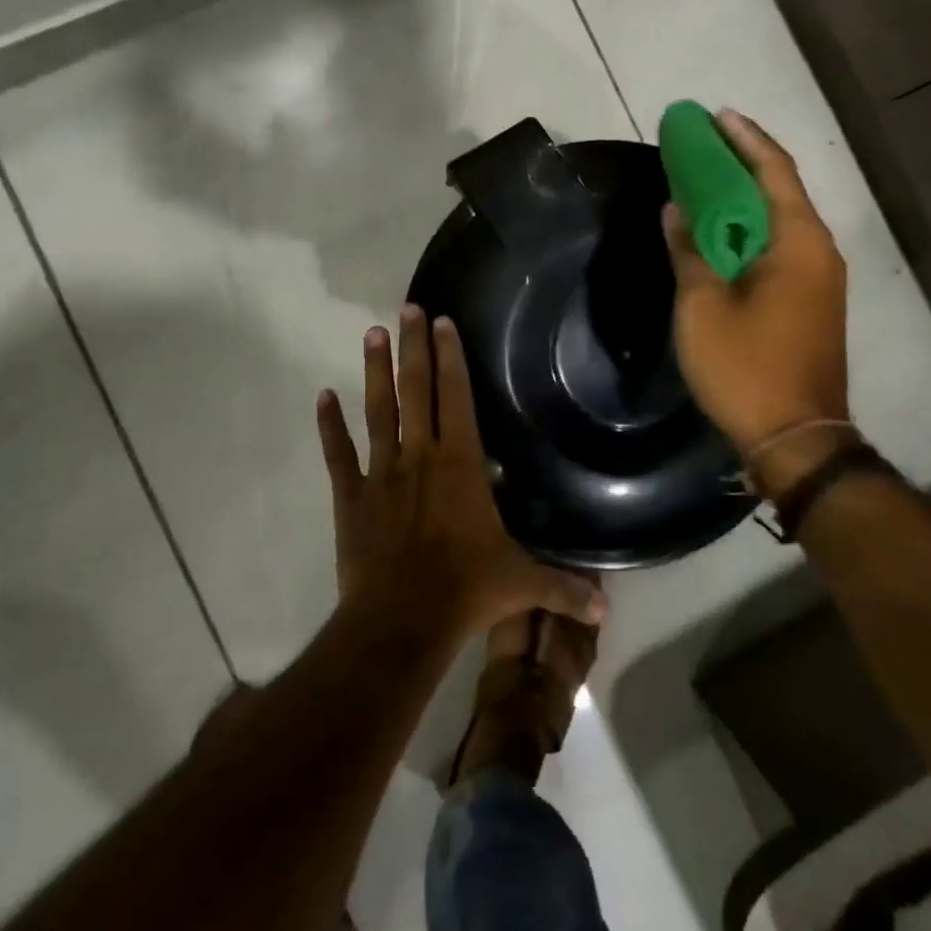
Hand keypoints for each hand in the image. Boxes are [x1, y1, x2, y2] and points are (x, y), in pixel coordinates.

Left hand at [316, 305, 607, 642]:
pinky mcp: (351, 496)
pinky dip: (330, 425)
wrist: (400, 622)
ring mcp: (381, 473)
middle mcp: (420, 456)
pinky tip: (323, 396)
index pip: (456, 398)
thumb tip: (607, 611)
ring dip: (375, 371)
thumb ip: (564, 589)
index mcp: (460, 464)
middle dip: (413, 347)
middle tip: (408, 308)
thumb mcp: (521, 585)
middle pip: (416, 390)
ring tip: (372, 333)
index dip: (450, 357)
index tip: (442, 322)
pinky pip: (339, 453)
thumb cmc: (465, 591)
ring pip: (378, 410)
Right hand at [664, 111, 850, 469]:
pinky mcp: (811, 302)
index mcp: (798, 243)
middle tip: (702, 145)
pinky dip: (750, 231)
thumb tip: (676, 210)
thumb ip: (689, 251)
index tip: (715, 116)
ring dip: (744, 199)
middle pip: (780, 191)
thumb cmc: (746, 367)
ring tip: (705, 182)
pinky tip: (721, 233)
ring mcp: (819, 279)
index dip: (744, 139)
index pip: (773, 171)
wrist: (796, 437)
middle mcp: (818, 251)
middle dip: (742, 164)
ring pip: (779, 222)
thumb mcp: (703, 306)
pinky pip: (780, 249)